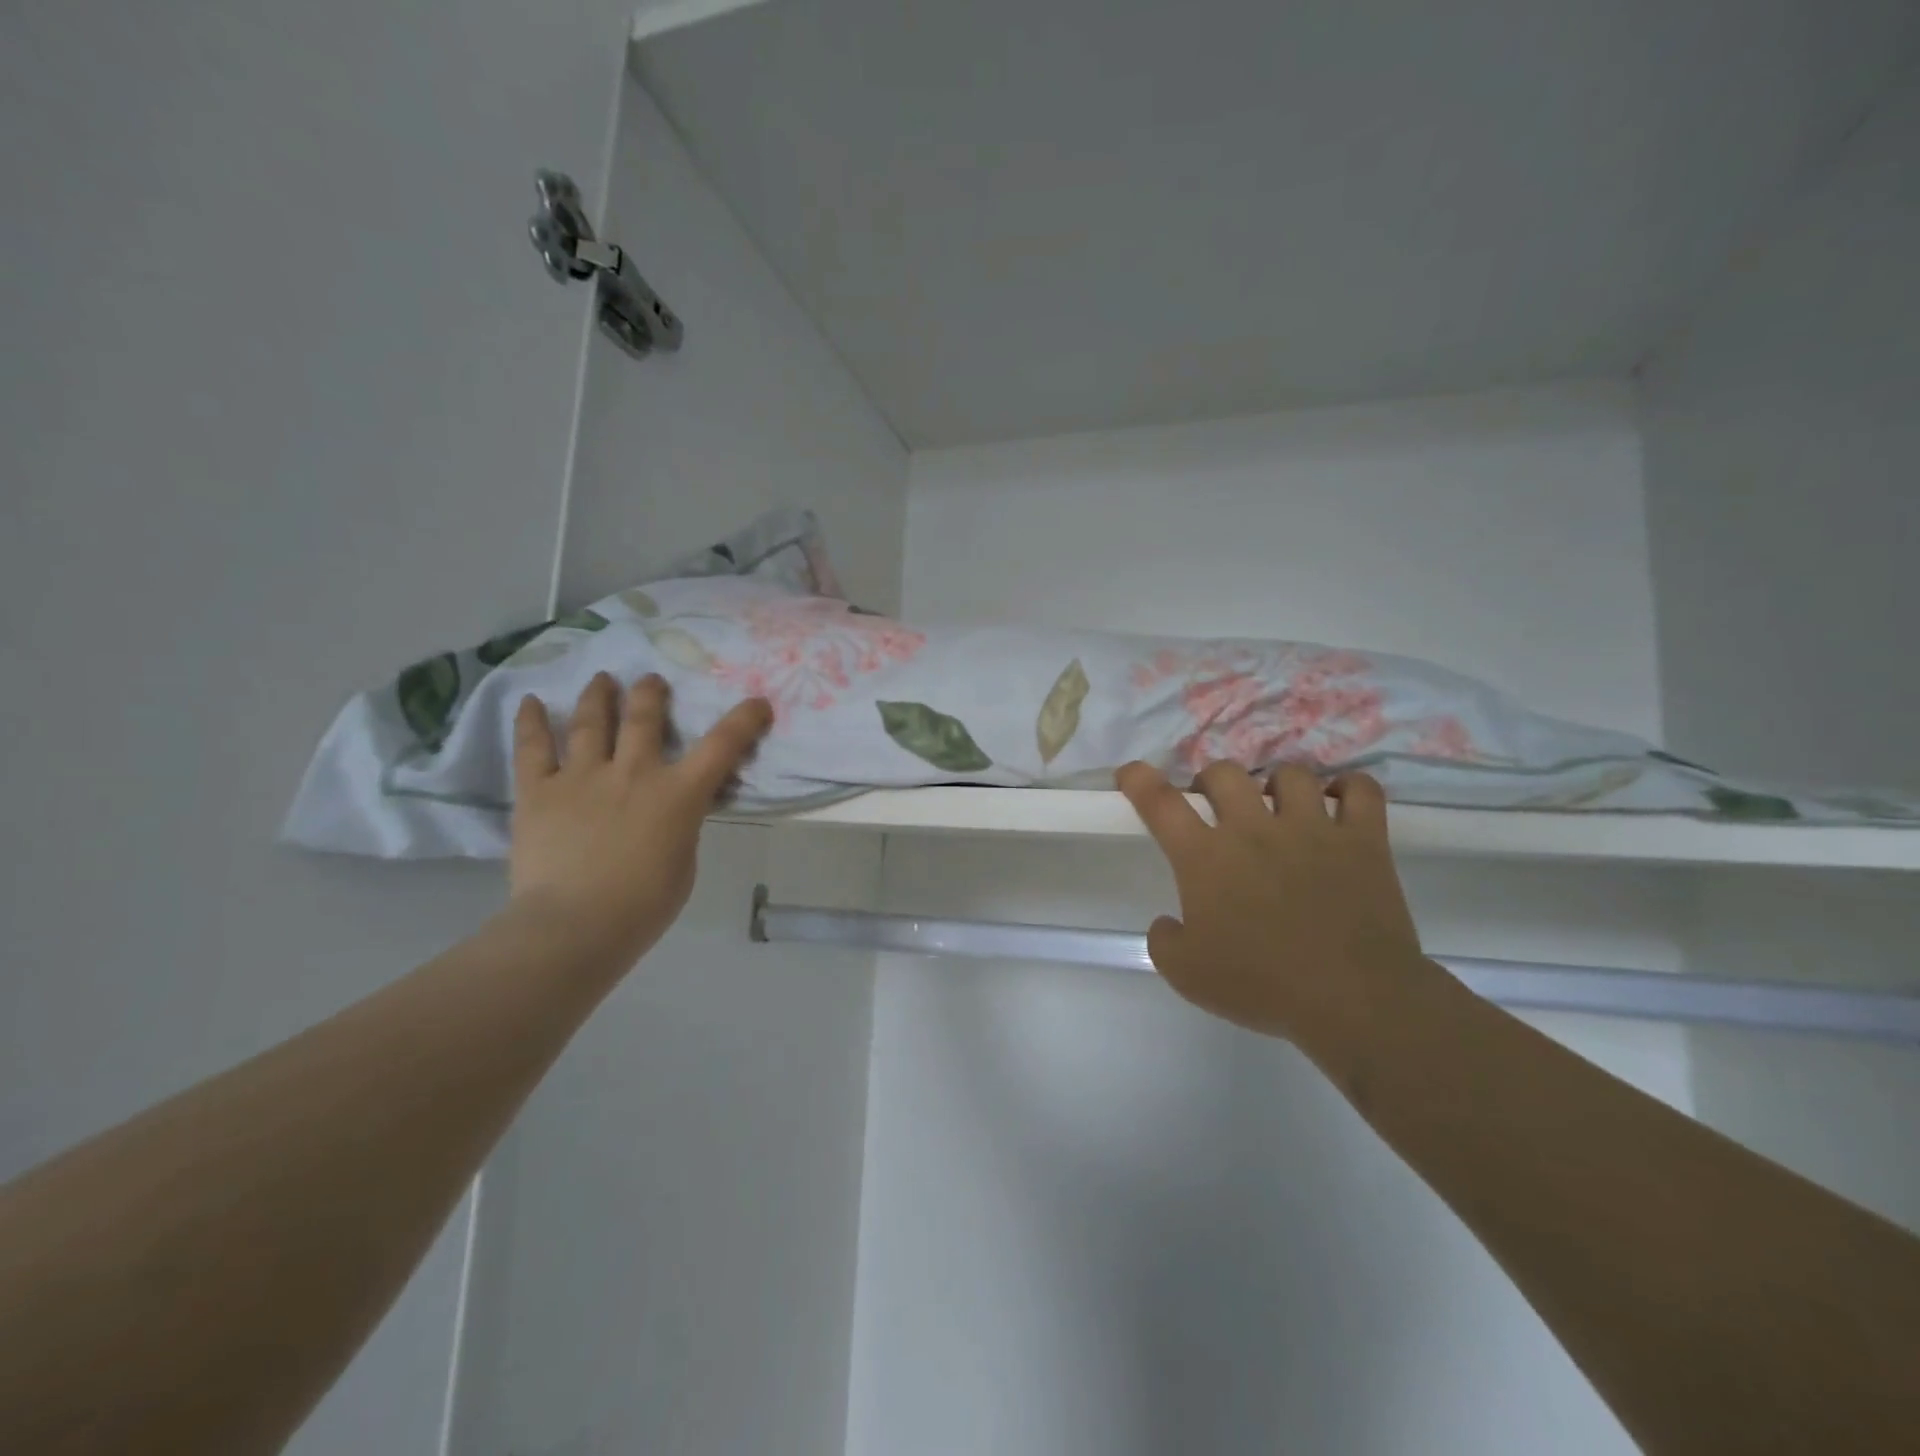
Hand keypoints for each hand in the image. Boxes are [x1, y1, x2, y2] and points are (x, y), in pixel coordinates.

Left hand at [508, 672, 772, 967]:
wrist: (575, 926)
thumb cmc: (643, 905)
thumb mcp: (684, 862)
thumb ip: (682, 825)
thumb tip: (672, 810)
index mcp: (677, 794)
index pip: (722, 745)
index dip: (744, 719)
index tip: (757, 703)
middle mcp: (632, 772)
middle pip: (644, 716)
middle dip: (652, 692)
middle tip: (652, 681)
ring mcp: (582, 777)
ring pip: (591, 722)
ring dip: (599, 695)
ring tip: (602, 679)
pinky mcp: (539, 791)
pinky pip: (532, 748)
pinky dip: (531, 722)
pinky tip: (531, 701)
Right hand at [1117, 760, 1427, 1044]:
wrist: (1354, 1001)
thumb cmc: (1263, 987)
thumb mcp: (1187, 975)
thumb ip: (1164, 942)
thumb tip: (1167, 922)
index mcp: (1206, 858)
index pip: (1161, 803)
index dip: (1139, 780)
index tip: (1130, 773)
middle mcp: (1254, 830)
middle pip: (1224, 773)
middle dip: (1211, 780)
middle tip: (1214, 805)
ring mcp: (1312, 829)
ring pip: (1290, 774)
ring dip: (1276, 783)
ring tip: (1278, 805)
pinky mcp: (1363, 840)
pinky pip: (1361, 791)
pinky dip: (1350, 788)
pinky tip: (1340, 801)